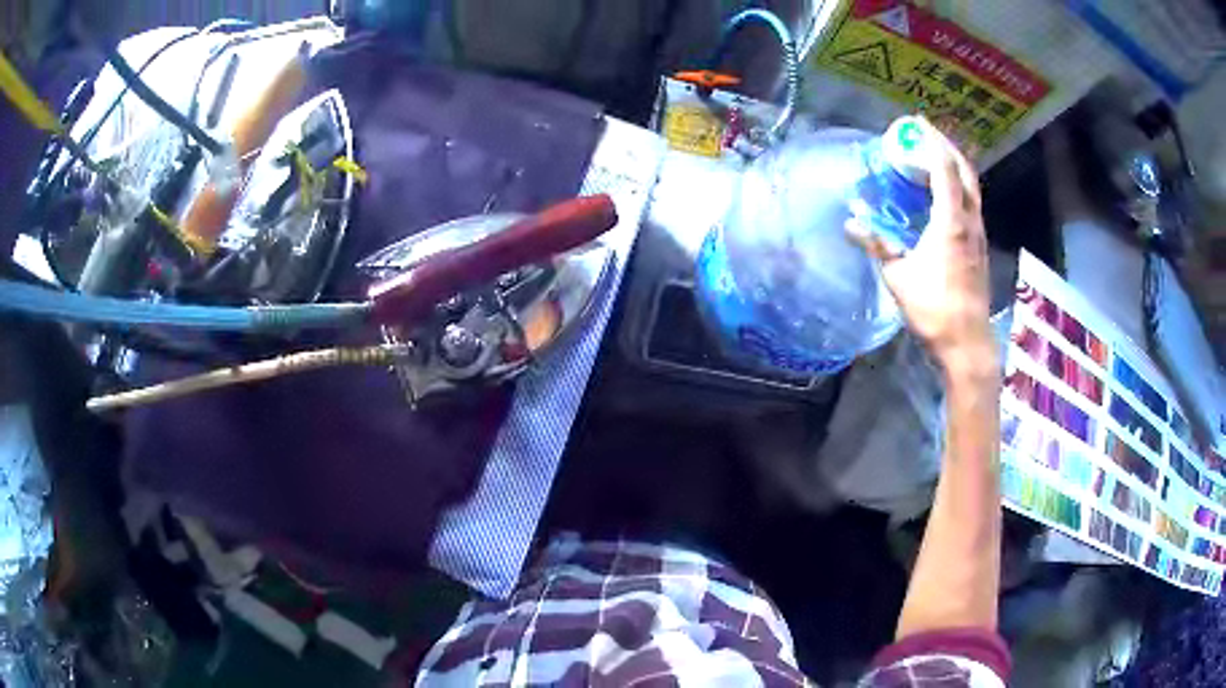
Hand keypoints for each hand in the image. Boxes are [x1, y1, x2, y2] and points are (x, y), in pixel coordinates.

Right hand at [850, 118, 995, 379]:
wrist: (967, 343)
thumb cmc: (934, 310)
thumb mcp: (900, 277)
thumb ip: (877, 245)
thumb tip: (850, 223)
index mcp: (951, 222)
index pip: (945, 168)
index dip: (931, 141)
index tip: (916, 123)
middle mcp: (970, 221)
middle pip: (965, 171)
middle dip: (946, 147)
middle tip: (924, 135)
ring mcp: (978, 234)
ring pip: (971, 187)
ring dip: (953, 167)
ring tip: (931, 159)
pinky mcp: (980, 247)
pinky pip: (970, 204)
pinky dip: (957, 187)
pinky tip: (942, 195)